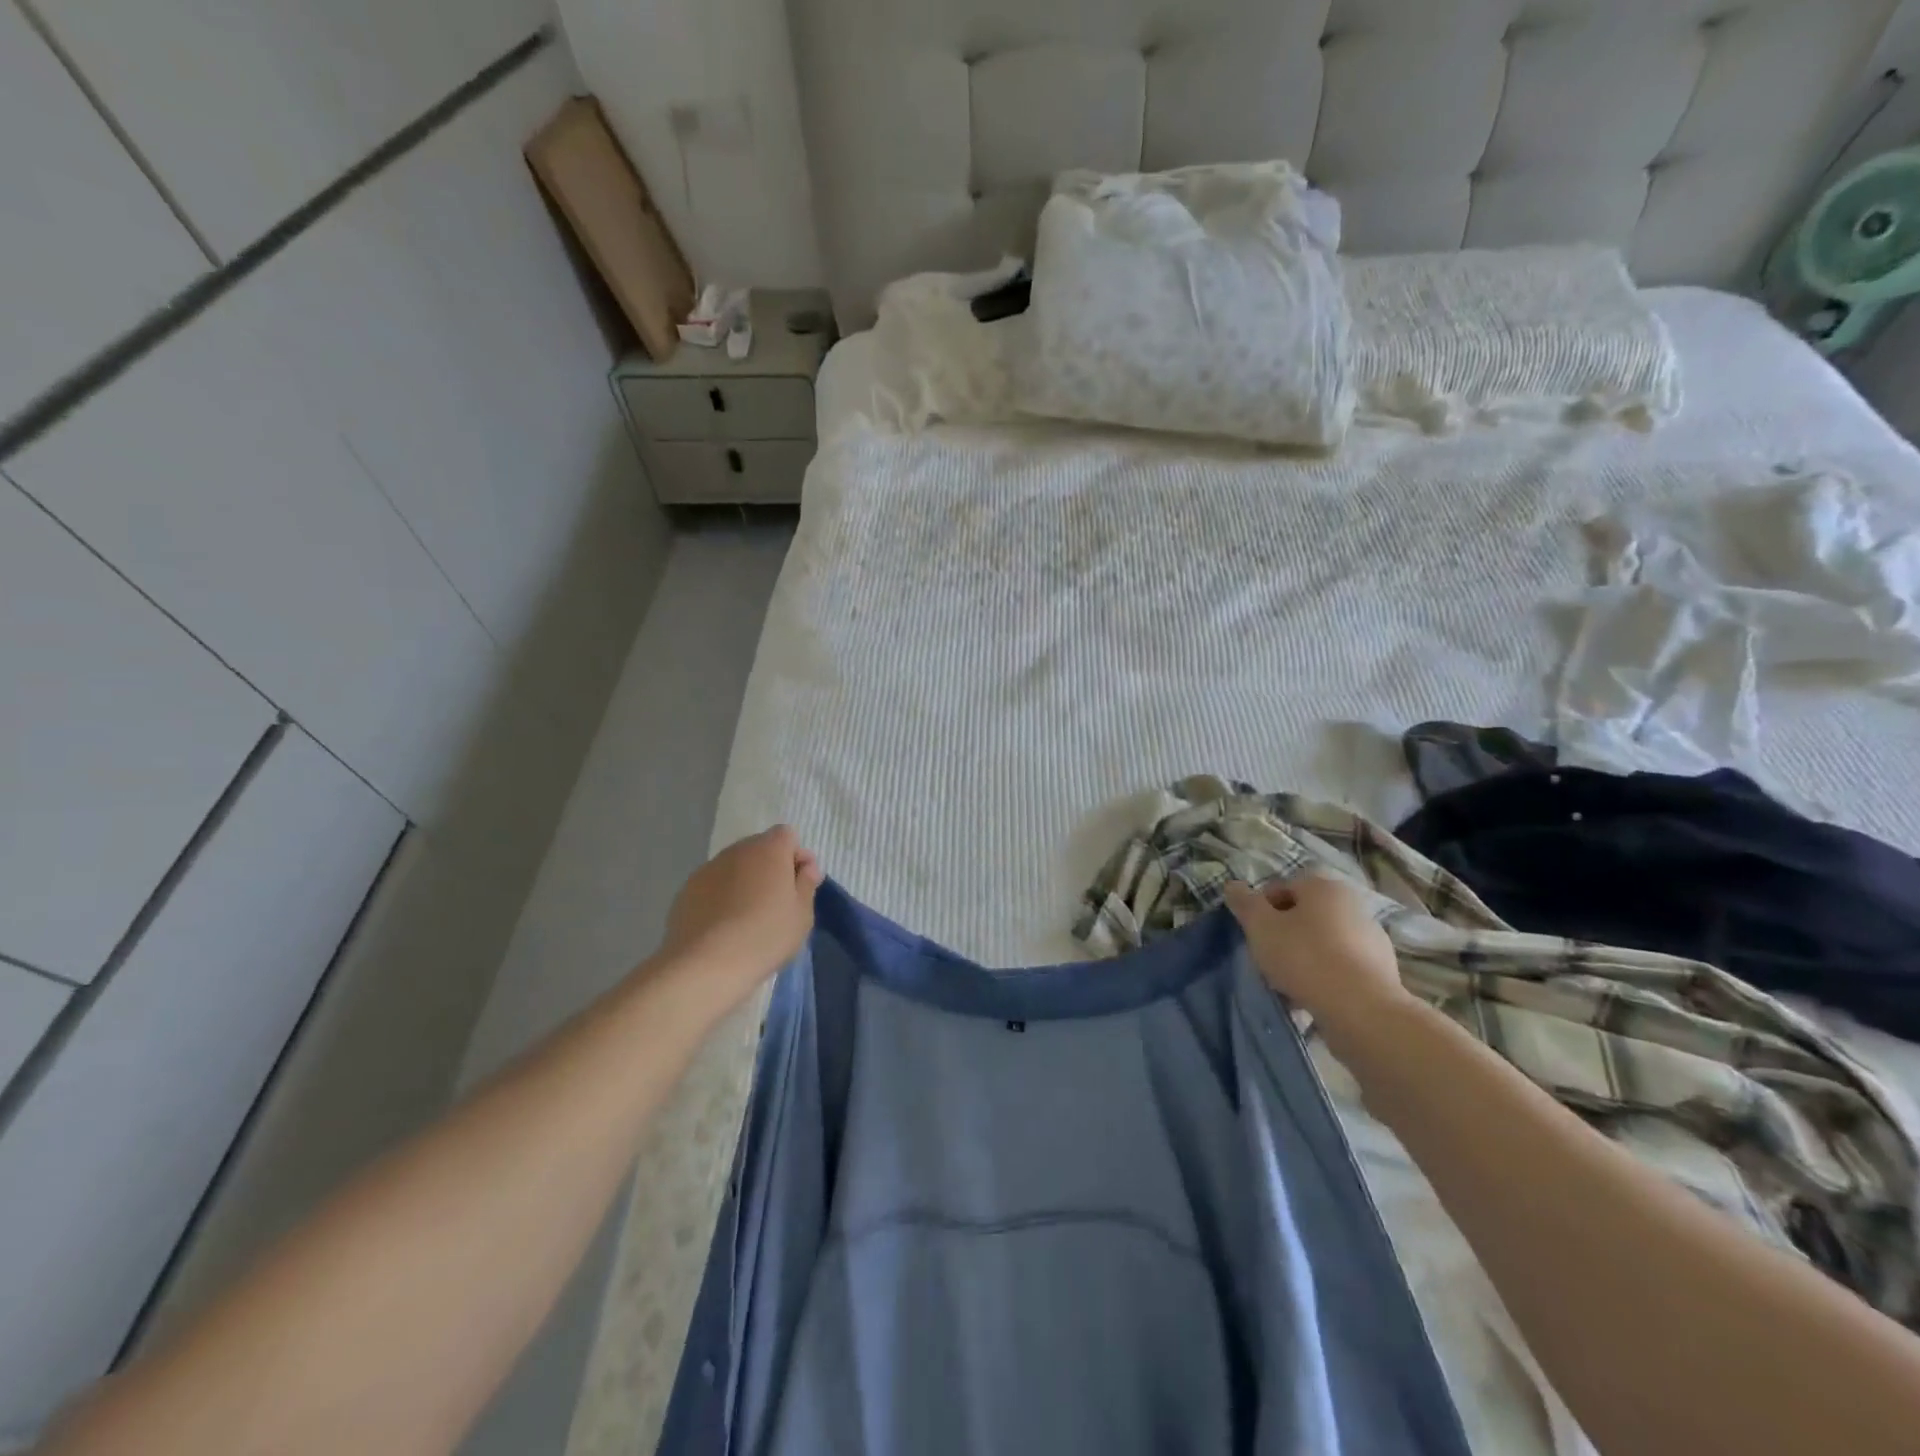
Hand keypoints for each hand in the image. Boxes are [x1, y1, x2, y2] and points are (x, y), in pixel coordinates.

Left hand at [658, 826, 823, 1007]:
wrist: (706, 964)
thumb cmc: (765, 936)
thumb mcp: (802, 914)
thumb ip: (807, 884)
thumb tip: (807, 867)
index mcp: (769, 849)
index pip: (787, 836)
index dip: (796, 856)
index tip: (801, 884)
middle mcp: (737, 850)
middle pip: (760, 848)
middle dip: (771, 867)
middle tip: (777, 902)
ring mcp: (708, 868)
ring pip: (734, 866)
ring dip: (745, 881)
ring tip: (747, 916)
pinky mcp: (686, 890)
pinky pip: (713, 885)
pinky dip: (721, 896)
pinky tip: (723, 925)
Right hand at [1224, 873, 1410, 1035]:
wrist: (1362, 1010)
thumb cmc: (1305, 957)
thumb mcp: (1260, 926)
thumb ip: (1244, 903)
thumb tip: (1233, 885)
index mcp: (1324, 886)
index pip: (1282, 887)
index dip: (1261, 909)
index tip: (1254, 934)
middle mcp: (1353, 904)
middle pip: (1305, 915)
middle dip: (1284, 933)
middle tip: (1268, 957)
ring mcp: (1372, 938)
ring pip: (1324, 941)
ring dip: (1305, 956)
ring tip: (1289, 983)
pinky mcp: (1383, 970)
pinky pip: (1342, 966)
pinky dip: (1326, 976)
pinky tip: (1313, 996)